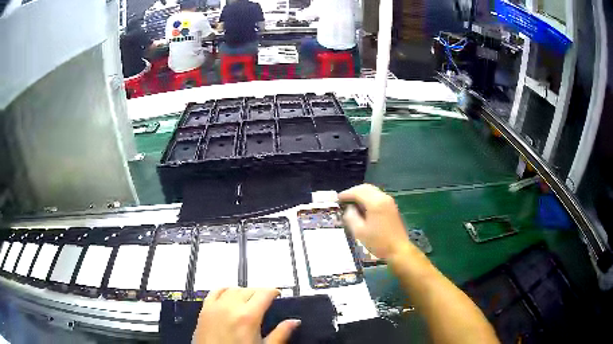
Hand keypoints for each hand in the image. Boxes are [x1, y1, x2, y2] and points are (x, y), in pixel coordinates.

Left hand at [193, 288, 299, 343]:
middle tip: (266, 300)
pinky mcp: (204, 310)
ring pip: (233, 289)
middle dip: (260, 292)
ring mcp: (215, 307)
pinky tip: (229, 294)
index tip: (277, 295)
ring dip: (243, 291)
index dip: (274, 291)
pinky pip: (215, 291)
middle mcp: (230, 307)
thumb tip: (294, 322)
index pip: (264, 293)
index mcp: (248, 316)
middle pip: (249, 289)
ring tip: (249, 299)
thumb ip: (280, 334)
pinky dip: (225, 290)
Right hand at [339, 184, 413, 259]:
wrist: (398, 249)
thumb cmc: (378, 242)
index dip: (346, 194)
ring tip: (351, 203)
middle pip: (366, 188)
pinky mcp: (392, 207)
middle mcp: (383, 198)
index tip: (337, 199)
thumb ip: (351, 217)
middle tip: (344, 199)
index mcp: (375, 202)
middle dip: (353, 191)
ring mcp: (389, 201)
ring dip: (361, 194)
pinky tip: (363, 207)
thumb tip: (349, 209)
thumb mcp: (359, 232)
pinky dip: (368, 197)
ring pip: (372, 191)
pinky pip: (378, 196)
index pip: (358, 192)